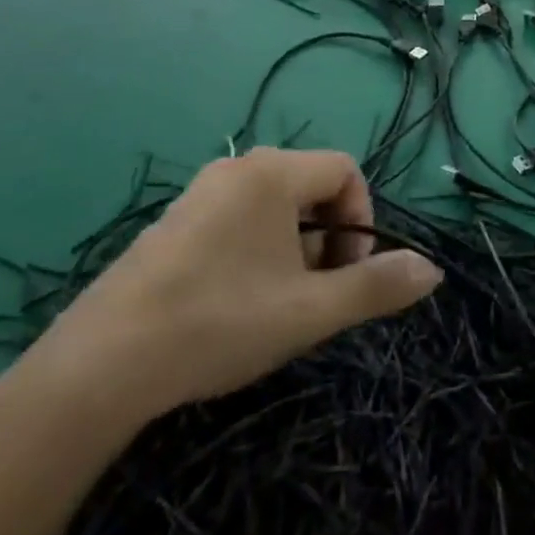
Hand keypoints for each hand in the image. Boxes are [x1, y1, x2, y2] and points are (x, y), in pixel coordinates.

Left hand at [0, 149, 442, 456]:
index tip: (347, 274)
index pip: (344, 170)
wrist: (101, 365)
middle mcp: (235, 169)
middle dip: (327, 240)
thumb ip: (376, 287)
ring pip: (272, 209)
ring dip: (292, 251)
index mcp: (271, 173)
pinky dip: (254, 254)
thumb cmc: (220, 322)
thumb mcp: (310, 310)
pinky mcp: (171, 224)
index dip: (362, 218)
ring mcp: (197, 195)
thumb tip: (433, 270)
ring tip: (275, 308)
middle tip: (312, 298)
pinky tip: (232, 308)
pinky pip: (235, 222)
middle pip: (309, 188)